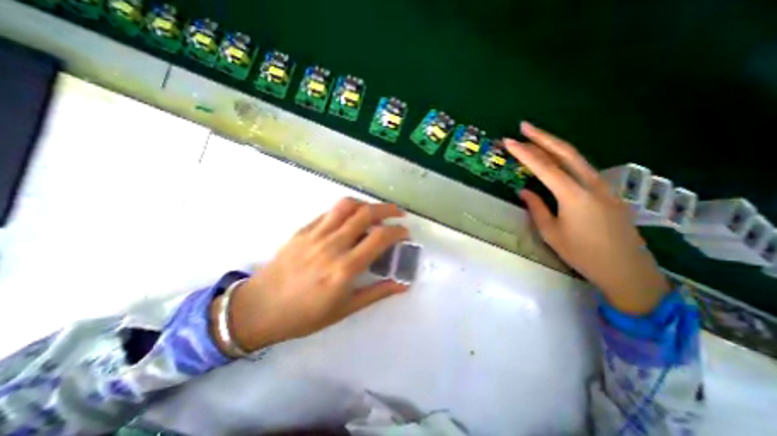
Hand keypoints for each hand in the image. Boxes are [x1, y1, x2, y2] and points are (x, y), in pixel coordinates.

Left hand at [221, 198, 408, 354]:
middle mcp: (333, 245)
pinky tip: (350, 219)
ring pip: (347, 205)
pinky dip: (346, 210)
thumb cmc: (305, 315)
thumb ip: (377, 293)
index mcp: (345, 268)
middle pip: (366, 213)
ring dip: (366, 204)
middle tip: (398, 214)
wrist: (260, 309)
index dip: (397, 231)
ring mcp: (316, 234)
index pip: (380, 237)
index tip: (405, 233)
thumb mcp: (345, 309)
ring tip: (375, 212)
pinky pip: (329, 212)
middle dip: (388, 209)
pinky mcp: (303, 230)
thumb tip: (402, 285)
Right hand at [507, 121, 671, 314]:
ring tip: (536, 138)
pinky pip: (583, 168)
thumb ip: (537, 208)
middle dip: (542, 137)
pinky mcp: (608, 192)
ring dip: (555, 145)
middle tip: (524, 127)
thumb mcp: (551, 233)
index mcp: (573, 195)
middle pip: (565, 152)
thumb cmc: (582, 254)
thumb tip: (524, 191)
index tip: (509, 141)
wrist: (627, 271)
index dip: (524, 153)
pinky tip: (556, 160)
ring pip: (577, 157)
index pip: (544, 167)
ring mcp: (603, 186)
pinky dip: (566, 159)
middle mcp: (591, 184)